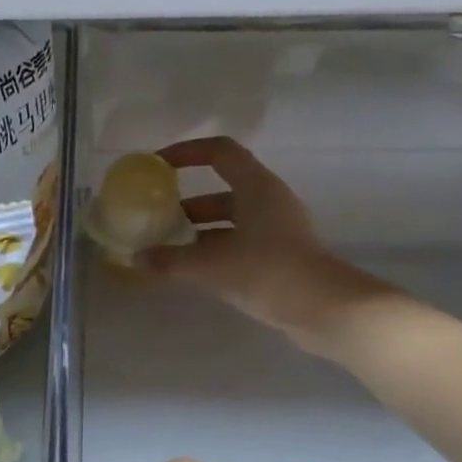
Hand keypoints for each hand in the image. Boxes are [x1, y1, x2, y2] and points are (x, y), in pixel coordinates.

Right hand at [144, 136, 390, 353]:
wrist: (323, 309)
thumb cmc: (267, 271)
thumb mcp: (210, 265)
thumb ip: (170, 260)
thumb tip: (138, 258)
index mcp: (256, 187)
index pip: (219, 152)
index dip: (186, 152)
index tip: (157, 165)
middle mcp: (267, 201)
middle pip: (220, 191)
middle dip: (184, 205)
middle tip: (154, 221)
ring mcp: (275, 230)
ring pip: (228, 222)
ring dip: (196, 232)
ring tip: (165, 250)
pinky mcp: (278, 257)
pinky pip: (237, 244)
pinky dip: (212, 251)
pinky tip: (189, 271)